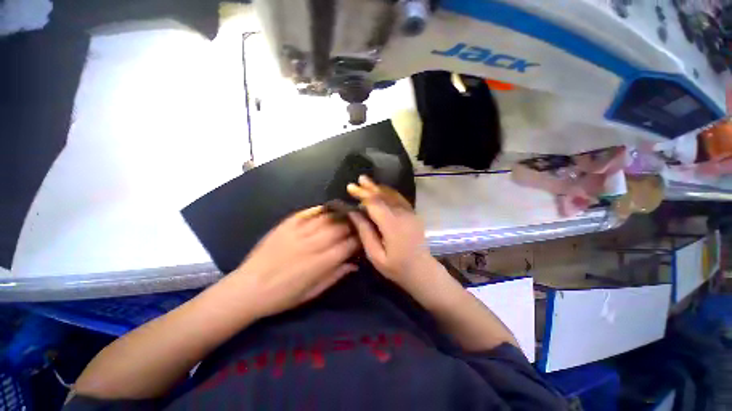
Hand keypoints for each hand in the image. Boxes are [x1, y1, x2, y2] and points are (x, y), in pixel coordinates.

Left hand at [230, 206, 358, 318]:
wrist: (248, 288)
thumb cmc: (283, 296)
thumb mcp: (312, 293)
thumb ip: (335, 276)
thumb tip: (354, 264)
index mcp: (320, 263)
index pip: (348, 245)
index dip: (360, 240)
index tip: (364, 238)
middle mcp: (312, 244)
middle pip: (340, 228)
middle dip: (353, 225)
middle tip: (359, 225)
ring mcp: (298, 232)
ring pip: (327, 218)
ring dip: (341, 216)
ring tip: (348, 215)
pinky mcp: (286, 224)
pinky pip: (308, 212)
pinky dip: (321, 210)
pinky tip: (329, 210)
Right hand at [346, 176, 433, 286]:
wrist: (422, 270)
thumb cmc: (396, 267)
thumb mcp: (375, 255)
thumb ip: (365, 232)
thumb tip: (353, 213)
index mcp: (392, 225)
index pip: (374, 204)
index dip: (362, 194)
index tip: (350, 188)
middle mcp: (403, 215)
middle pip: (384, 196)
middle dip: (370, 187)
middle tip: (358, 180)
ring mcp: (410, 213)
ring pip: (392, 195)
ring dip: (379, 187)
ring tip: (367, 182)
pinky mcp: (413, 214)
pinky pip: (400, 199)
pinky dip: (389, 192)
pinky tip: (381, 189)